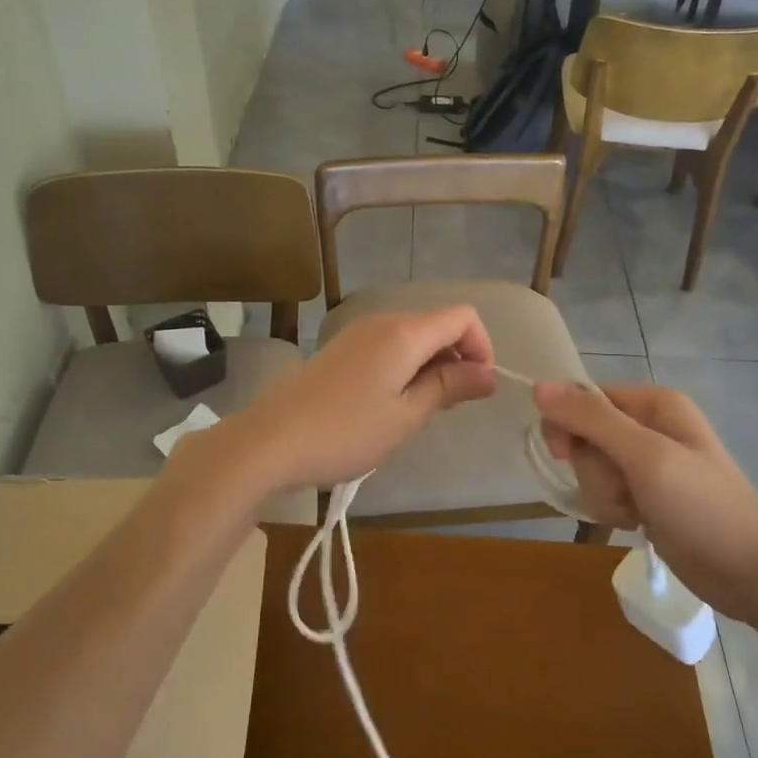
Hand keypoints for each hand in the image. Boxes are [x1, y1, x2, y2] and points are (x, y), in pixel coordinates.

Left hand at [220, 308, 495, 491]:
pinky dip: (404, 367)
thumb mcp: (406, 416)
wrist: (269, 440)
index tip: (477, 388)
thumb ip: (449, 387)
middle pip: (438, 324)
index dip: (481, 347)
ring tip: (416, 411)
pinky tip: (387, 404)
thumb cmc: (346, 432)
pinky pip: (388, 346)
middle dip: (456, 359)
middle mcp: (383, 321)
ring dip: (429, 366)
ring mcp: (357, 333)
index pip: (463, 316)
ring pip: (413, 337)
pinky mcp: (340, 349)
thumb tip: (489, 373)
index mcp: (404, 333)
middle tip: (447, 407)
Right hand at [532, 382, 757, 623]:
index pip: (584, 398)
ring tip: (635, 511)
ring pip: (591, 467)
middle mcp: (648, 425)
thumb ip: (591, 420)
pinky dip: (613, 509)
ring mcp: (647, 463)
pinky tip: (636, 522)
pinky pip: (605, 491)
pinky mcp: (644, 494)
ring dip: (603, 493)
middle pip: (584, 435)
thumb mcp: (645, 456)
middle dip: (593, 468)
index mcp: (653, 403)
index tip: (565, 454)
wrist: (750, 572)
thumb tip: (537, 386)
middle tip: (622, 488)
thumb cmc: (702, 505)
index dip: (568, 424)